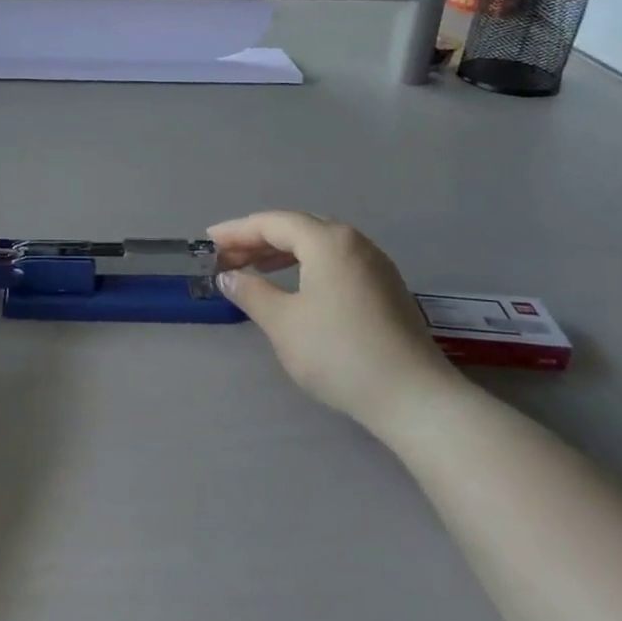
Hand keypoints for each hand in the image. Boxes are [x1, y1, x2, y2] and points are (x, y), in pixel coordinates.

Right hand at [207, 211, 460, 435]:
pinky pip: (337, 261)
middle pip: (298, 227)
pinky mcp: (386, 289)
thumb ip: (251, 292)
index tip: (209, 242)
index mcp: (328, 241)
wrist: (413, 397)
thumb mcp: (283, 322)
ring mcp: (375, 265)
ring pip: (320, 244)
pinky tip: (296, 286)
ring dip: (284, 251)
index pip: (273, 223)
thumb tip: (228, 276)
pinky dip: (308, 264)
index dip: (237, 231)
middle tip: (228, 257)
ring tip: (256, 268)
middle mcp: (354, 242)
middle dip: (259, 239)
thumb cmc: (338, 352)